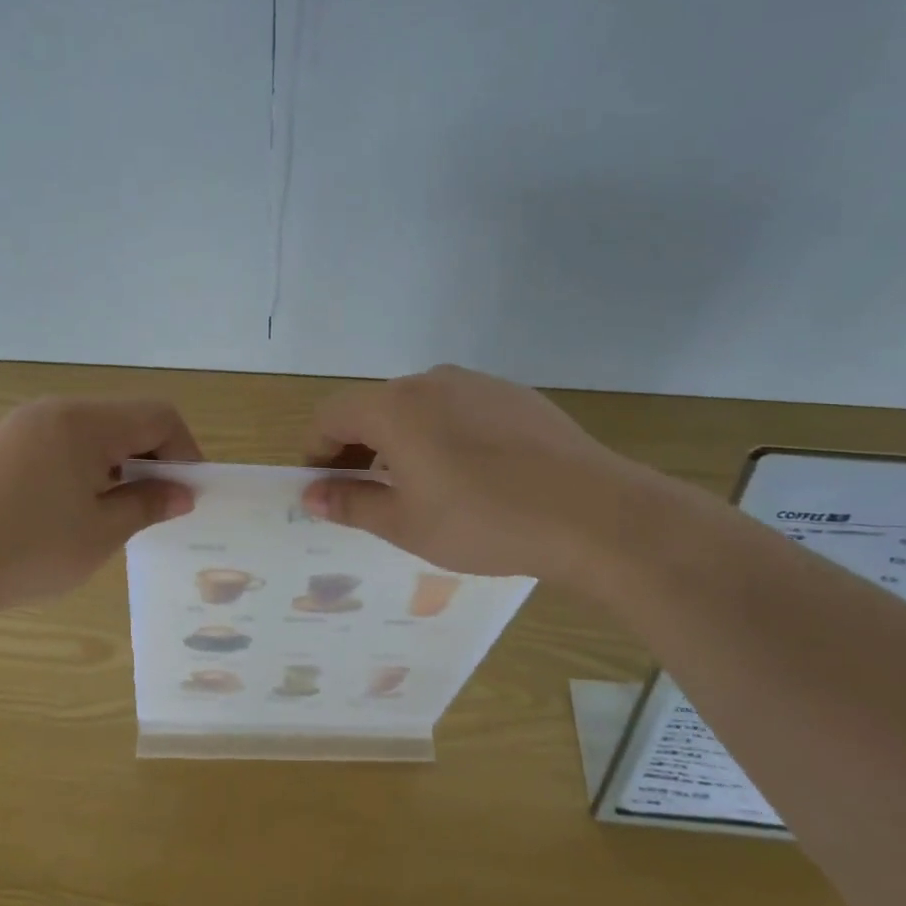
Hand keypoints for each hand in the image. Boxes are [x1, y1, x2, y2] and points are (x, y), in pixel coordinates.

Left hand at [0, 396, 200, 615]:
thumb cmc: (24, 550)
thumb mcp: (99, 534)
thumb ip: (147, 506)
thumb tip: (180, 493)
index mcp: (84, 422)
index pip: (158, 416)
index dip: (185, 452)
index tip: (188, 495)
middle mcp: (53, 412)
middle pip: (124, 420)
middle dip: (151, 460)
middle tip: (156, 508)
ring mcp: (19, 427)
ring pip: (90, 434)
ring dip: (116, 466)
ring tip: (113, 514)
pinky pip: (57, 446)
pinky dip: (81, 470)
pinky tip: (67, 512)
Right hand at [301, 365, 647, 579]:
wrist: (593, 513)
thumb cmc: (484, 522)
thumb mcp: (406, 523)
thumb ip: (351, 503)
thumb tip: (312, 494)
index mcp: (394, 407)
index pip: (331, 415)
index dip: (315, 449)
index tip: (320, 486)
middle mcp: (431, 381)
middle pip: (374, 407)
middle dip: (357, 447)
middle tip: (363, 492)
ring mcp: (478, 383)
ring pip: (419, 407)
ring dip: (400, 440)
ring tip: (417, 486)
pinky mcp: (515, 396)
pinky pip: (459, 409)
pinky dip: (443, 434)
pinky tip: (469, 475)